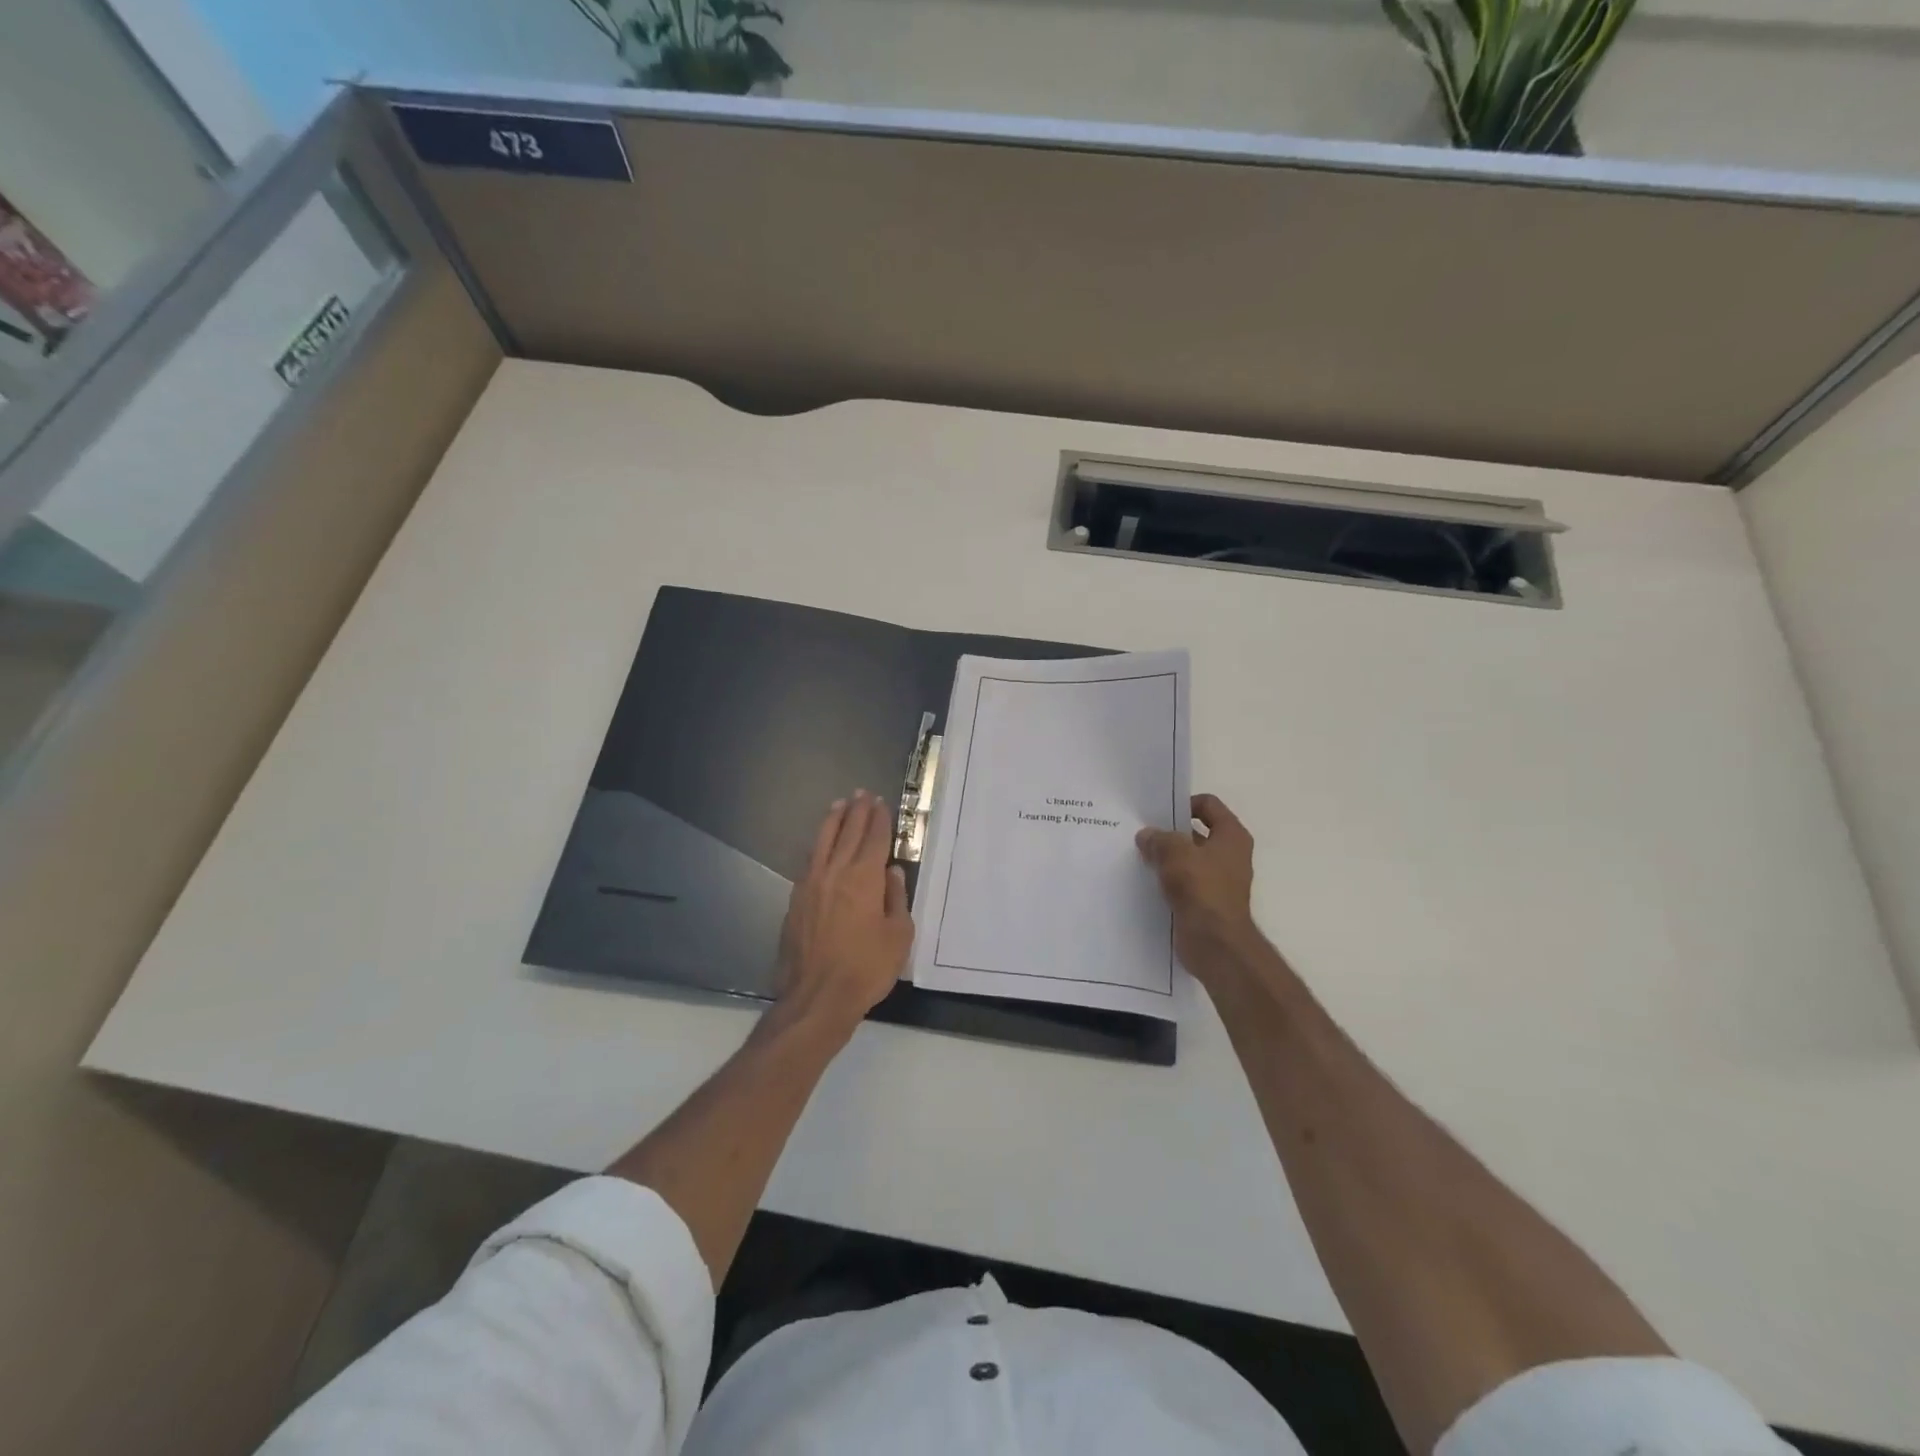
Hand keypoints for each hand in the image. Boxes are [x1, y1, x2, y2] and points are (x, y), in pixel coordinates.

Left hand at [774, 790, 914, 1036]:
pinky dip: (818, 845)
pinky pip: (809, 861)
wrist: (816, 996)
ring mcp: (811, 884)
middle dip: (857, 812)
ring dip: (833, 821)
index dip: (879, 819)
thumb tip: (892, 873)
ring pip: (823, 842)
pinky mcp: (796, 900)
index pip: (874, 838)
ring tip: (839, 805)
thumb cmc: (866, 967)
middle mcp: (836, 872)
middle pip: (847, 832)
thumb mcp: (898, 936)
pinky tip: (821, 845)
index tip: (880, 802)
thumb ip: (896, 899)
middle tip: (862, 794)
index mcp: (865, 878)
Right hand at [1136, 793, 1260, 983]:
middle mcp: (1229, 854)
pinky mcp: (1206, 901)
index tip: (1157, 813)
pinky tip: (1145, 880)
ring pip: (1187, 858)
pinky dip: (1167, 879)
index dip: (1183, 804)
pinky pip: (1184, 881)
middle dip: (1169, 832)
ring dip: (1166, 857)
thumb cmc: (1202, 889)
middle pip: (1196, 832)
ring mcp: (1219, 879)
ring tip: (1138, 856)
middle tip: (1141, 833)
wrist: (1215, 943)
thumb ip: (1159, 839)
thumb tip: (1147, 836)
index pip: (1208, 804)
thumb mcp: (1175, 854)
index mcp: (1231, 836)